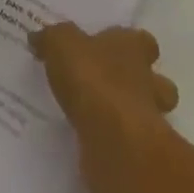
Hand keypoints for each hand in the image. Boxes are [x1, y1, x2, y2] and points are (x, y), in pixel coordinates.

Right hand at [30, 22, 179, 192]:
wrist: (113, 142)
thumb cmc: (92, 80)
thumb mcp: (60, 44)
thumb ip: (50, 39)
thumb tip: (37, 38)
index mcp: (133, 49)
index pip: (143, 41)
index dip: (131, 44)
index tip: (111, 50)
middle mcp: (147, 81)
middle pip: (156, 81)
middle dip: (141, 84)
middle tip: (111, 86)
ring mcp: (148, 121)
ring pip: (149, 115)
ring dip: (131, 115)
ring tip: (100, 117)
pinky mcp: (138, 154)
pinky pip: (129, 145)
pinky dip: (116, 144)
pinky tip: (92, 143)